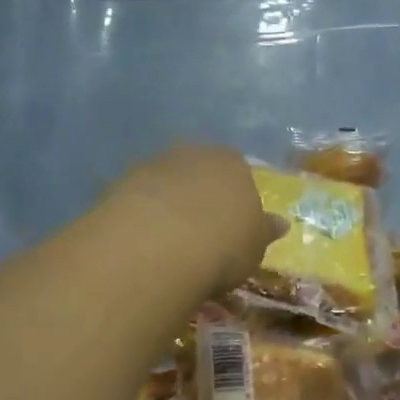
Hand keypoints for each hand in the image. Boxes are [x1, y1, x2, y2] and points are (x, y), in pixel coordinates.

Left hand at [105, 144, 283, 296]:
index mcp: (232, 162)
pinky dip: (141, 218)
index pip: (238, 173)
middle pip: (198, 173)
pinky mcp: (118, 186)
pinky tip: (143, 245)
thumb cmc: (223, 245)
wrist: (159, 246)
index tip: (232, 227)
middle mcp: (192, 153)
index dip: (234, 199)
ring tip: (168, 244)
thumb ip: (264, 231)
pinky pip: (137, 202)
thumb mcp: (255, 246)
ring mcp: (152, 166)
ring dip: (167, 206)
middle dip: (199, 197)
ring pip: (165, 184)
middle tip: (200, 234)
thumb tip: (280, 223)